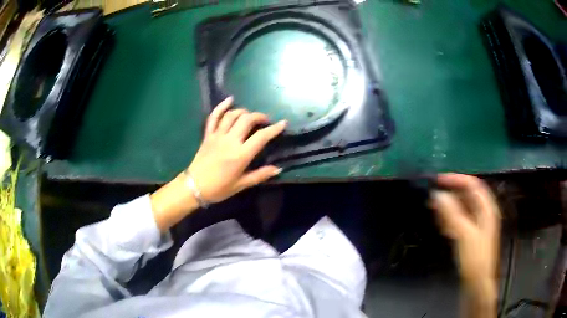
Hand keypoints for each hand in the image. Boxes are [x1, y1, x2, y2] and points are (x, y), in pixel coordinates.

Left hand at [188, 96, 286, 202]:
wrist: (194, 187)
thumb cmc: (219, 188)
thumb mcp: (241, 185)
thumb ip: (260, 175)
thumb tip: (278, 169)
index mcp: (240, 155)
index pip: (261, 137)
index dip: (274, 129)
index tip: (283, 123)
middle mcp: (230, 141)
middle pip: (247, 120)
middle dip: (259, 116)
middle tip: (265, 121)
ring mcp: (217, 136)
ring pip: (232, 115)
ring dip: (244, 111)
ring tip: (250, 115)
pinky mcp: (208, 135)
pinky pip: (214, 117)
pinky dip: (221, 107)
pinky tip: (229, 100)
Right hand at [430, 174, 499, 316]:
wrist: (476, 284)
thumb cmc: (475, 258)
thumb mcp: (464, 234)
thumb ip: (452, 214)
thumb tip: (438, 194)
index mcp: (486, 209)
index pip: (473, 185)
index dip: (457, 179)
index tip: (439, 180)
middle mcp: (482, 214)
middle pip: (467, 196)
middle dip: (451, 193)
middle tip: (433, 194)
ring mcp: (476, 226)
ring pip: (462, 209)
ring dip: (449, 206)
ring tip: (433, 207)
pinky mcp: (469, 237)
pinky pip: (459, 221)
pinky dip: (449, 219)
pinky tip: (441, 223)